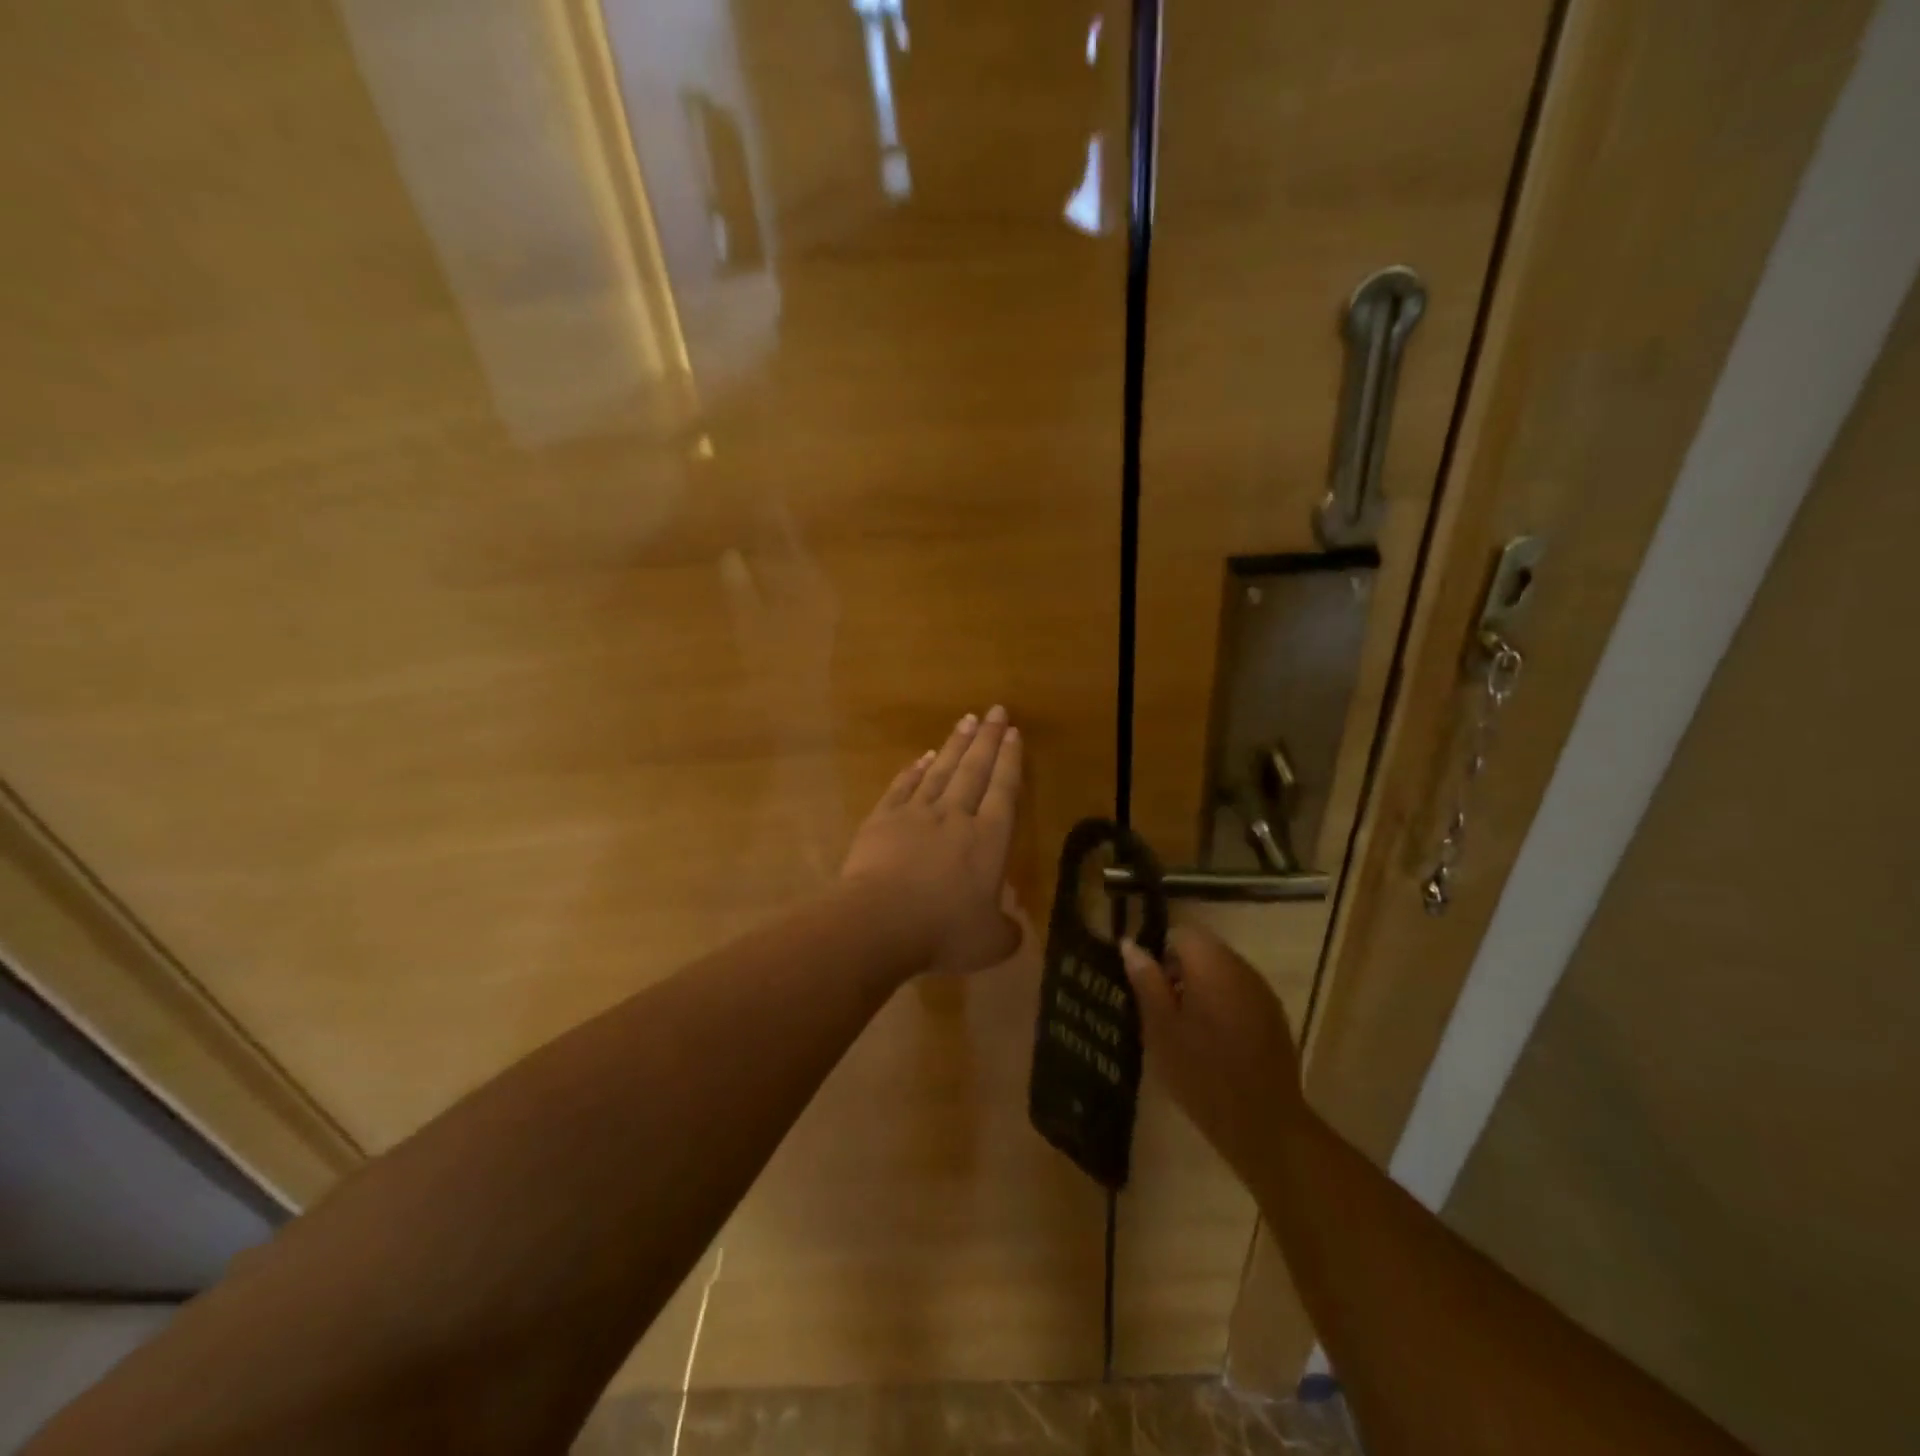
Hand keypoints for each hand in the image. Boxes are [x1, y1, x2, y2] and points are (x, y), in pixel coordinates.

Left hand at [842, 706, 1023, 977]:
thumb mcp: (989, 943)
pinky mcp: (882, 820)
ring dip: (955, 745)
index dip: (1010, 761)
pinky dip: (914, 770)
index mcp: (988, 840)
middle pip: (975, 770)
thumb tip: (1011, 928)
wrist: (879, 922)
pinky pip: (902, 787)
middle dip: (988, 739)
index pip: (1004, 791)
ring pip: (941, 770)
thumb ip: (1005, 932)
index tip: (1013, 733)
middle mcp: (955, 817)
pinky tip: (922, 757)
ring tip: (967, 720)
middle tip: (995, 710)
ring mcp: (916, 814)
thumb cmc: (942, 931)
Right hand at [1120, 926, 1306, 1182]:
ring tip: (1184, 1029)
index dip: (1160, 952)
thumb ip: (1146, 980)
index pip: (1182, 933)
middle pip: (1204, 950)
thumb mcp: (1160, 1027)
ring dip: (1201, 988)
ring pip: (1222, 972)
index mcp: (1212, 965)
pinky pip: (1239, 993)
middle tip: (1161, 1011)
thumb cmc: (1201, 1073)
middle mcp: (1241, 968)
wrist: (1263, 1124)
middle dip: (1179, 971)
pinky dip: (1222, 1005)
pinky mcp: (1273, 1016)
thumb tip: (1130, 944)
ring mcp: (1262, 992)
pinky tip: (1213, 1041)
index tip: (1148, 985)